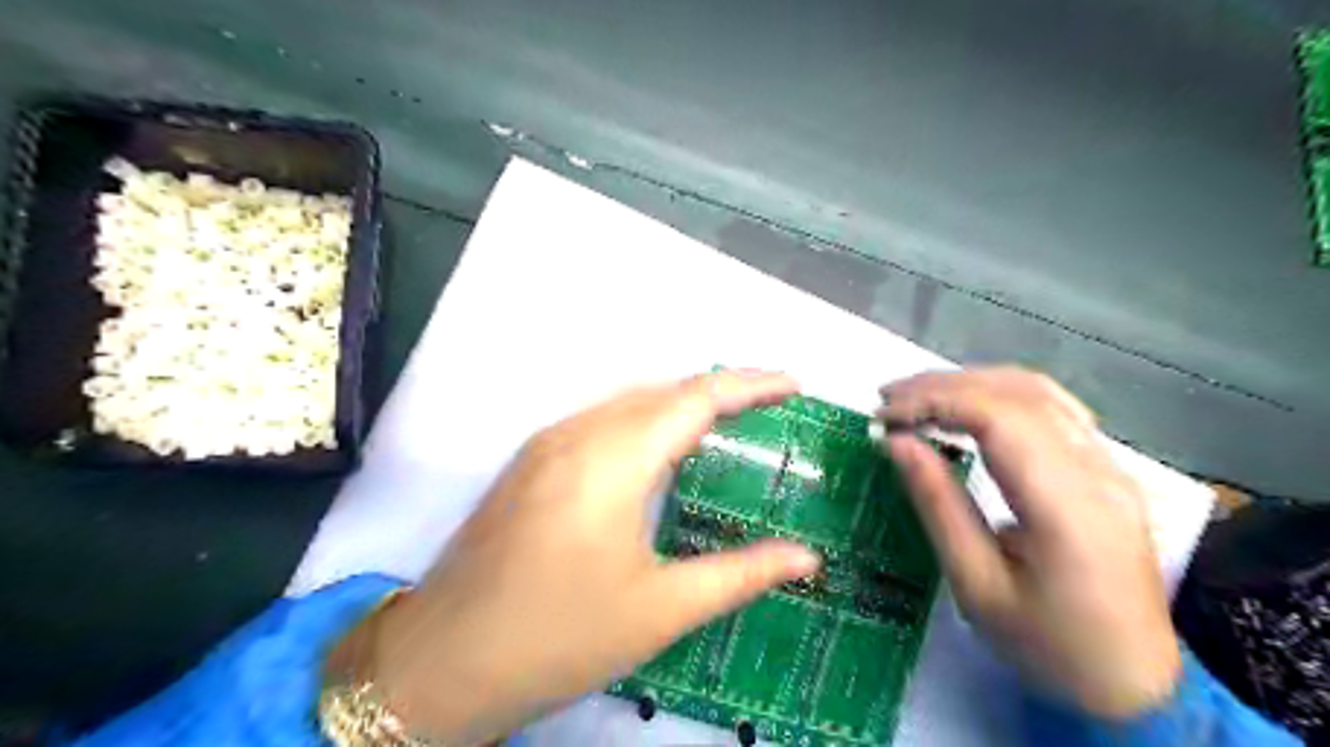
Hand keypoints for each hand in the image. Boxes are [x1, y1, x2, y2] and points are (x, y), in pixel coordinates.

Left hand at [338, 370, 821, 743]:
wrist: (443, 663)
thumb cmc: (559, 636)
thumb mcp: (661, 609)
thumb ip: (741, 574)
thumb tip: (808, 558)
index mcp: (613, 459)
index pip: (696, 398)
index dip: (750, 384)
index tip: (793, 384)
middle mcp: (577, 433)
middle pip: (662, 391)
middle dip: (719, 390)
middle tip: (767, 406)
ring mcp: (547, 442)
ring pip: (628, 400)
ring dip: (680, 403)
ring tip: (725, 423)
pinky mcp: (530, 460)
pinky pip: (601, 419)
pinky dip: (644, 420)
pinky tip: (659, 451)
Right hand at [880, 367, 1172, 718]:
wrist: (1133, 682)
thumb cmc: (1047, 645)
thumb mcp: (977, 586)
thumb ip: (938, 504)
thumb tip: (896, 442)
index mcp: (1067, 507)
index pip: (998, 418)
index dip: (934, 402)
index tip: (884, 415)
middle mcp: (1097, 471)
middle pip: (1016, 393)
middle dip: (943, 386)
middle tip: (887, 399)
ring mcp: (1110, 465)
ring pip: (1037, 390)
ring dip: (970, 383)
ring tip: (916, 397)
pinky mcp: (1107, 469)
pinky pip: (1051, 407)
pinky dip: (999, 393)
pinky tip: (968, 405)